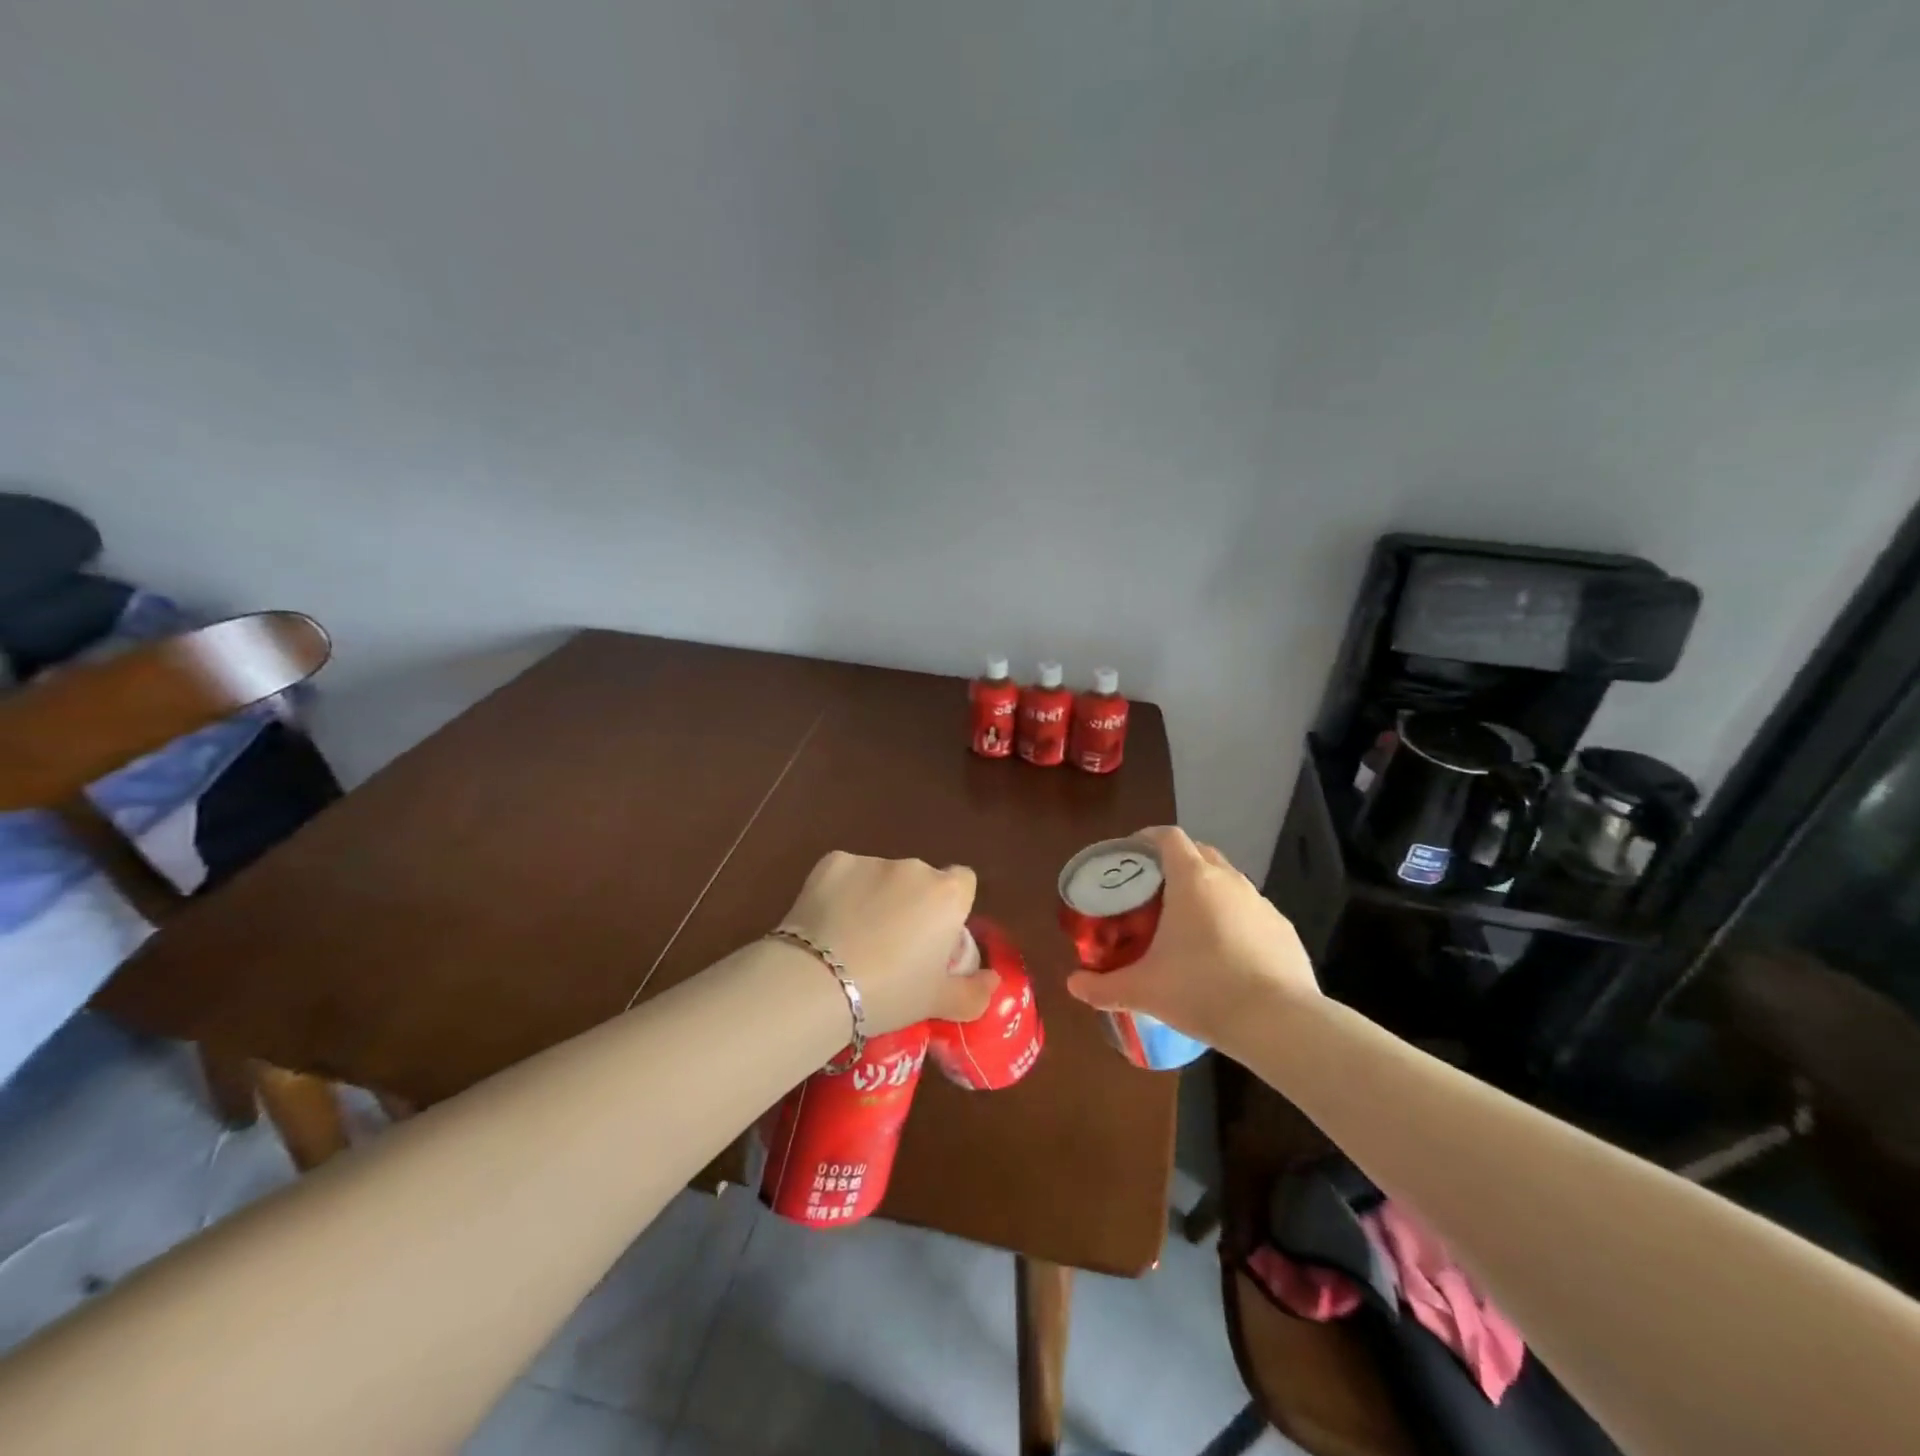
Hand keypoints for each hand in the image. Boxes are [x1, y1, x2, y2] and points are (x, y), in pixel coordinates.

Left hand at [778, 851, 993, 1033]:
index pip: (963, 882)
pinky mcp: (832, 862)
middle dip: (911, 902)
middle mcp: (914, 868)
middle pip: (921, 879)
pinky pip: (845, 875)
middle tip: (891, 945)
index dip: (951, 906)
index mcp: (947, 895)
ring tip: (852, 938)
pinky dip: (840, 892)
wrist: (818, 983)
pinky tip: (826, 923)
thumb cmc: (890, 994)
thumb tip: (993, 982)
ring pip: (881, 876)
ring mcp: (871, 861)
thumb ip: (973, 992)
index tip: (935, 935)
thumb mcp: (937, 1003)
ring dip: (875, 896)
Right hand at [1065, 825, 1317, 1055]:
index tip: (1130, 855)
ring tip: (1188, 925)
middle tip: (1153, 891)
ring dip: (1206, 891)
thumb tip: (1073, 986)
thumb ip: (1103, 986)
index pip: (1168, 837)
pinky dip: (1233, 920)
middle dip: (1175, 863)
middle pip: (1199, 852)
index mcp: (1192, 880)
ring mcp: (1261, 904)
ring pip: (1228, 882)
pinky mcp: (1284, 930)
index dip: (1147, 838)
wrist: (1279, 1023)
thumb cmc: (1202, 991)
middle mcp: (1229, 881)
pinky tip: (1225, 954)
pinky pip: (1250, 912)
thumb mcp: (1144, 990)